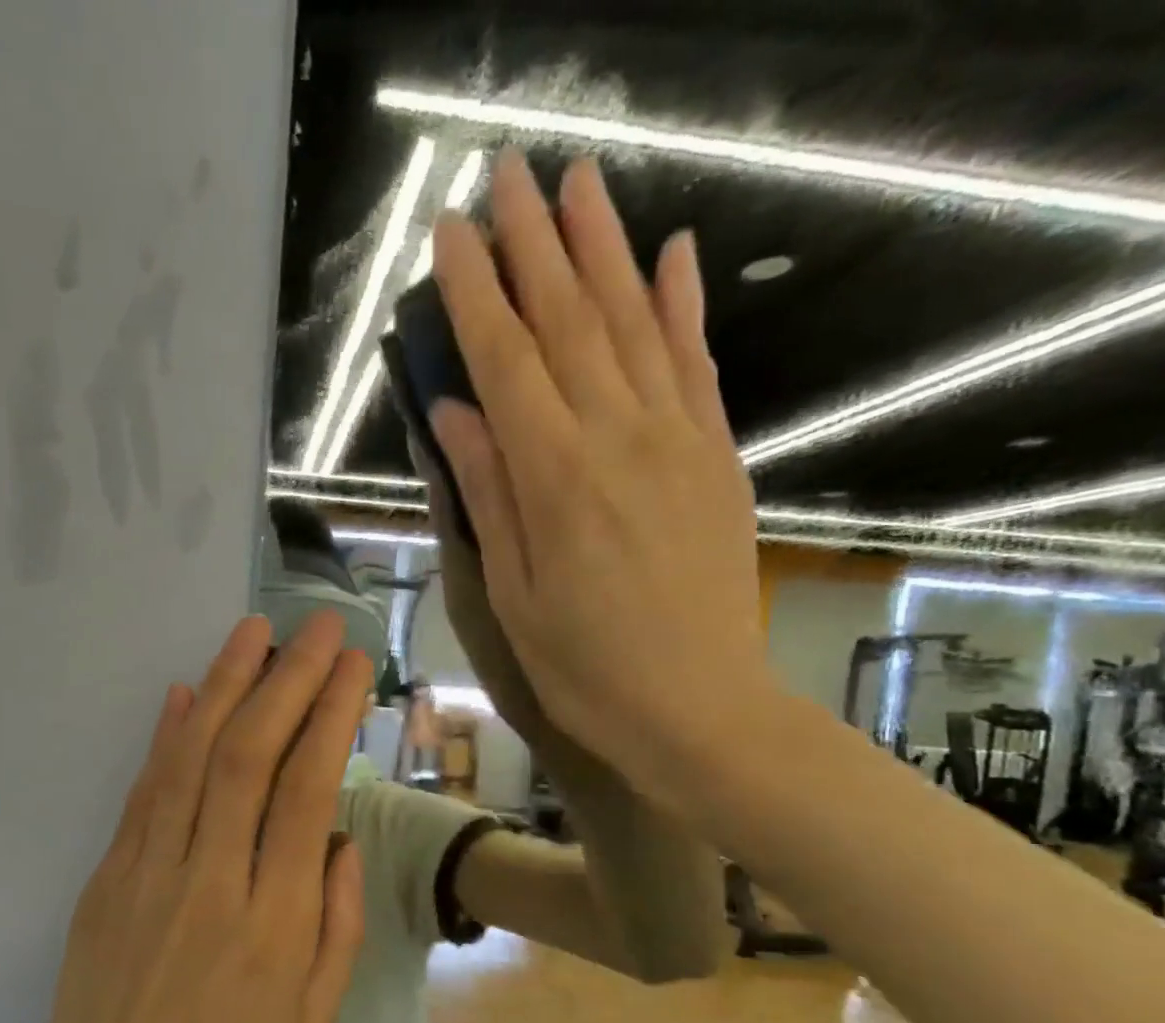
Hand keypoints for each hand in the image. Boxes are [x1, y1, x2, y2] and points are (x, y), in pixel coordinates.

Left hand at [24, 610, 369, 1022]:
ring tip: (251, 631)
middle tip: (317, 627)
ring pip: (190, 758)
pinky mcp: (107, 878)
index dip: (329, 716)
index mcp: (273, 921)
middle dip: (287, 679)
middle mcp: (210, 879)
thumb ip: (335, 922)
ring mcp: (148, 872)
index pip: (307, 790)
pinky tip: (181, 693)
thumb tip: (339, 837)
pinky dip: (164, 736)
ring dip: (223, 685)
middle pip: (249, 756)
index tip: (350, 666)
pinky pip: (142, 792)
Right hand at [428, 151, 768, 803]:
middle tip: (504, 174)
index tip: (446, 235)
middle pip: (567, 319)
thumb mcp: (510, 592)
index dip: (471, 294)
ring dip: (603, 247)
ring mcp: (677, 438)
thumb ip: (487, 492)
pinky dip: (682, 304)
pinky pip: (697, 363)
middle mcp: (616, 436)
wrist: (696, 706)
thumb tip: (453, 411)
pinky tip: (673, 254)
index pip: (503, 360)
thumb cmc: (582, 665)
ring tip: (577, 182)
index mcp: (552, 477)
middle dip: (531, 242)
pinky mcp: (717, 455)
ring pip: (633, 322)